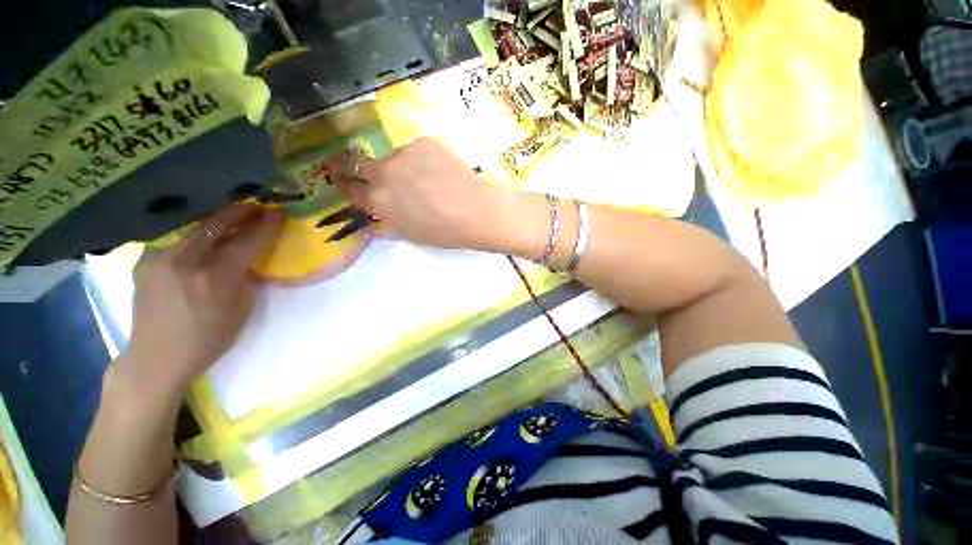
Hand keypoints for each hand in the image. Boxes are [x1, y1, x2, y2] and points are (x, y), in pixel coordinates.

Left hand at [116, 204, 283, 397]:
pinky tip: (204, 240)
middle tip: (257, 206)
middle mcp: (186, 260)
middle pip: (217, 224)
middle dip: (241, 212)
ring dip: (218, 223)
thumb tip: (251, 256)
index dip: (266, 225)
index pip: (248, 241)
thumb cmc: (209, 337)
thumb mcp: (242, 308)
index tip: (278, 213)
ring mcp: (160, 258)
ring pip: (196, 229)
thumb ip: (247, 277)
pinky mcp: (145, 260)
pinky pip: (178, 241)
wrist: (157, 356)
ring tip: (233, 219)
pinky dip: (196, 237)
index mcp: (216, 277)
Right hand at [331, 137, 506, 249]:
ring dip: (401, 167)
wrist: (476, 211)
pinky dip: (422, 160)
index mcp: (378, 201)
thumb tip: (378, 214)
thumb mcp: (411, 233)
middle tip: (373, 172)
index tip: (340, 177)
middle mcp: (384, 173)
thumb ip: (389, 219)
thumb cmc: (445, 232)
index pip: (350, 188)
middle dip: (362, 168)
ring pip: (394, 158)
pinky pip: (415, 151)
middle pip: (362, 164)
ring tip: (426, 179)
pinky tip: (439, 171)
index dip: (344, 182)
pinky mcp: (423, 142)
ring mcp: (403, 154)